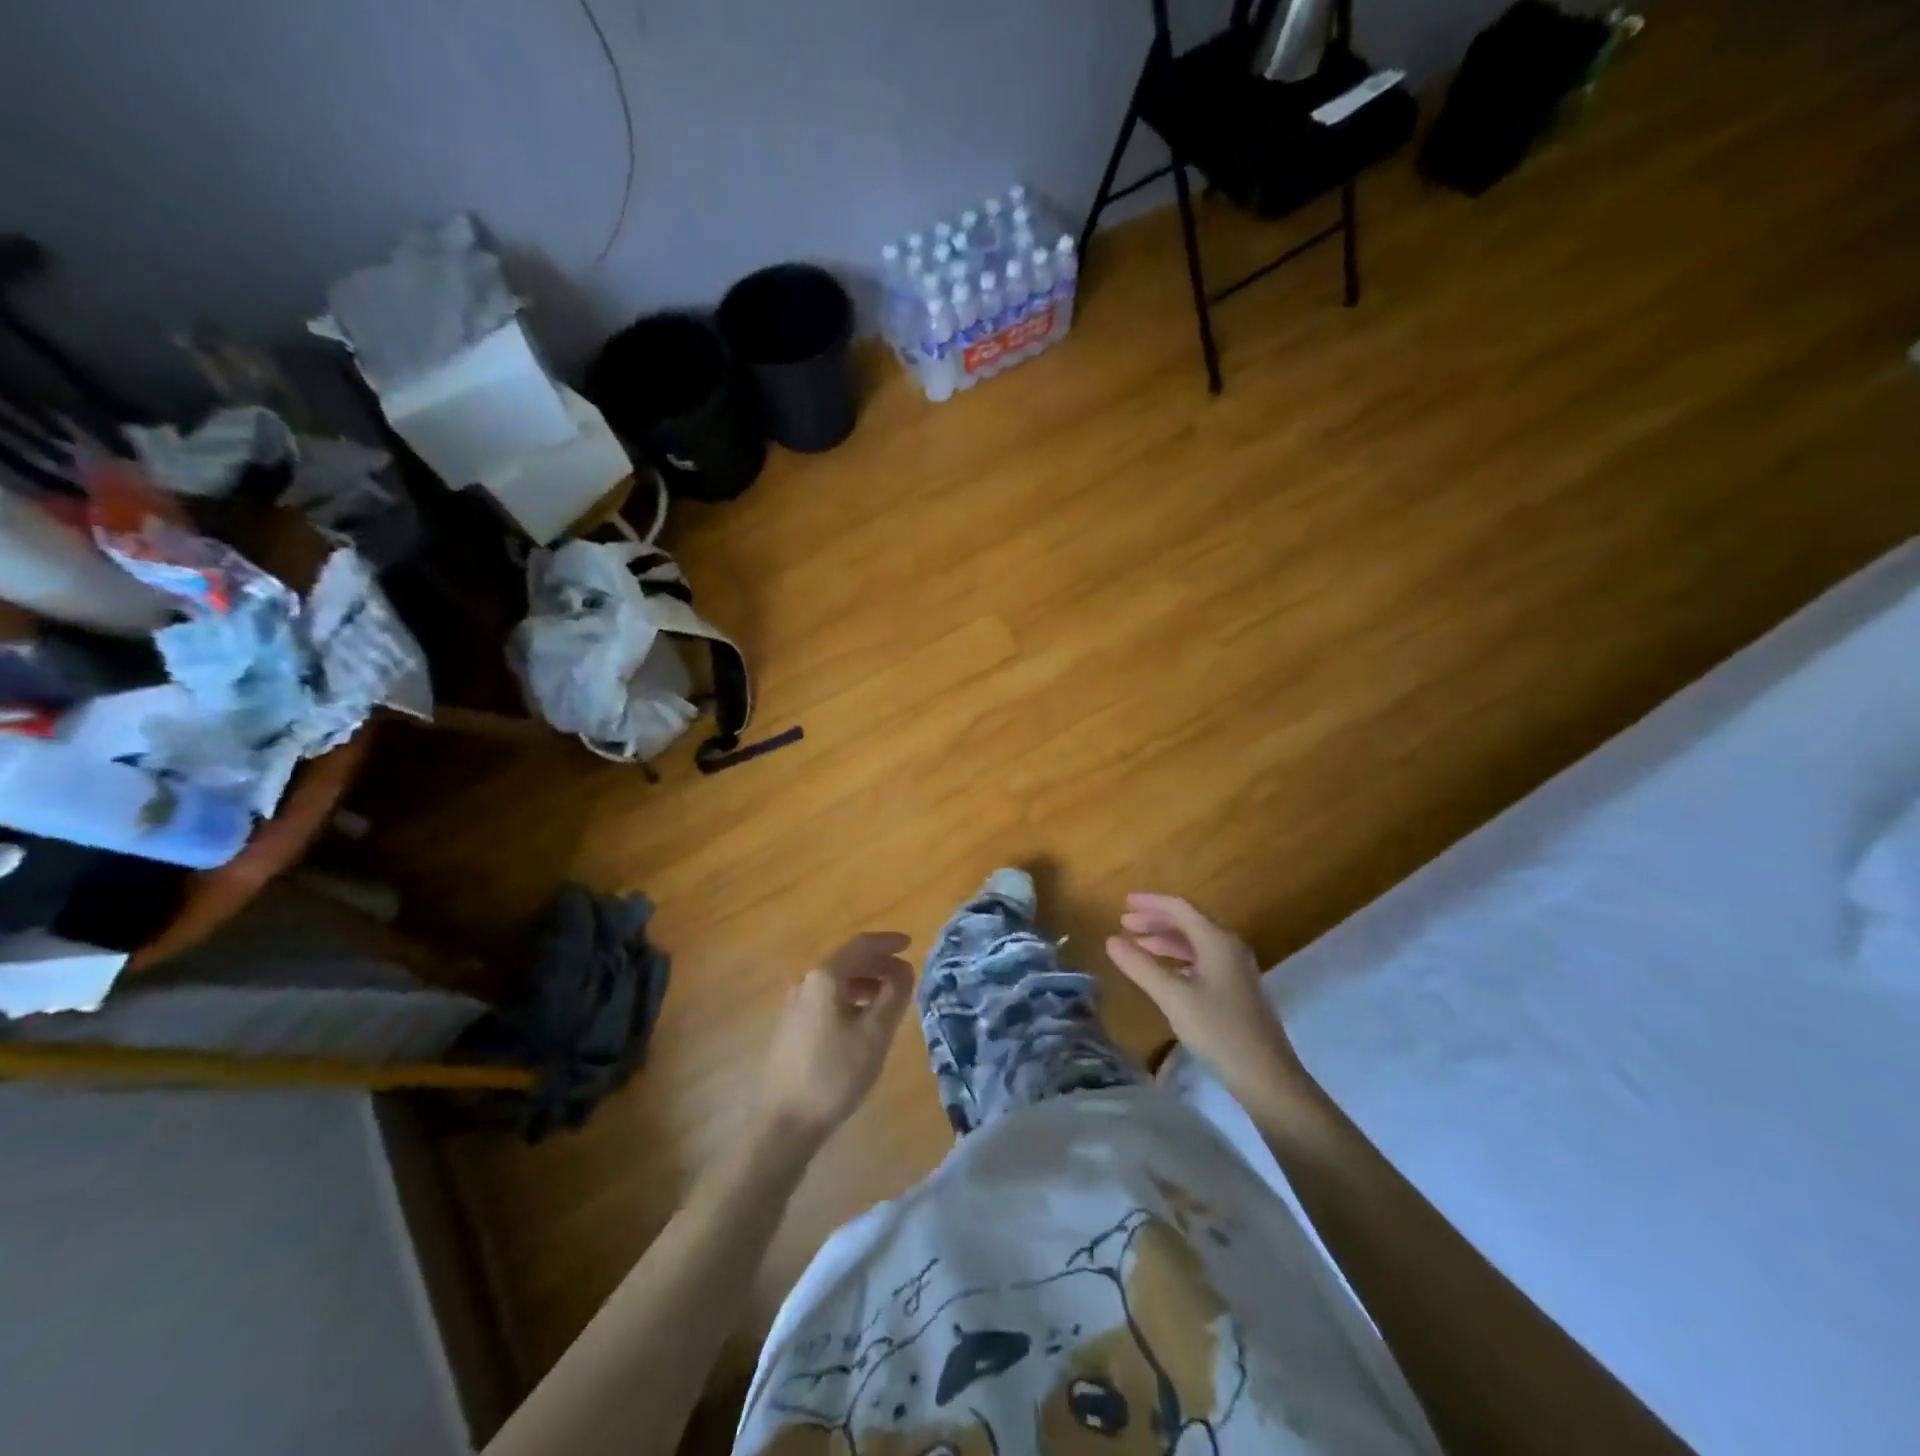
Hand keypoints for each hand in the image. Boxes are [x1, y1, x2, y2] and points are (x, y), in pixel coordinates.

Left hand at [758, 932, 914, 1148]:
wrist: (785, 1122)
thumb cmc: (834, 1074)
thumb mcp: (874, 1034)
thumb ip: (894, 996)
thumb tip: (904, 970)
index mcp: (824, 978)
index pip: (861, 945)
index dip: (887, 942)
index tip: (910, 944)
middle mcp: (806, 983)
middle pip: (847, 961)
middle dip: (879, 965)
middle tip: (906, 977)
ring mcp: (794, 1005)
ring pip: (836, 982)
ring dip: (866, 983)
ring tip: (890, 1000)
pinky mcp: (791, 1027)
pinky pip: (826, 1000)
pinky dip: (850, 1000)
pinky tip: (863, 1022)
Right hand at [1105, 894, 1311, 1109]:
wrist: (1266, 1076)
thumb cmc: (1219, 1031)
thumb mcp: (1173, 998)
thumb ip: (1141, 966)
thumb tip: (1111, 940)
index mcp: (1217, 941)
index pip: (1180, 908)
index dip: (1150, 903)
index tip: (1123, 903)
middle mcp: (1229, 947)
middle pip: (1188, 922)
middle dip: (1155, 920)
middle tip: (1124, 923)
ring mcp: (1235, 969)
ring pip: (1195, 942)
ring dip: (1165, 940)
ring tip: (1137, 944)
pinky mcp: (1236, 988)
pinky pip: (1201, 960)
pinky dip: (1177, 958)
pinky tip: (1163, 971)